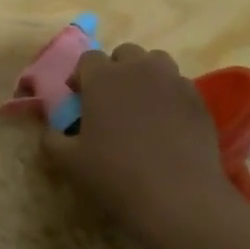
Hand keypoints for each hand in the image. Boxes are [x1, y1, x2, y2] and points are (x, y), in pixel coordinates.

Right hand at [41, 43, 234, 248]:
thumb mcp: (68, 161)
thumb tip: (51, 131)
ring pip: (156, 62)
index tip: (78, 98)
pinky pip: (179, 85)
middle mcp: (139, 69)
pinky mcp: (198, 99)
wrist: (176, 195)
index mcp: (103, 78)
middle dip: (115, 70)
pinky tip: (166, 124)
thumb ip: (52, 139)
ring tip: (141, 106)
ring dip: (144, 75)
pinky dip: (169, 96)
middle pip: (125, 53)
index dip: (81, 76)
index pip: (88, 59)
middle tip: (110, 100)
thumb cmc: (114, 174)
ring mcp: (173, 81)